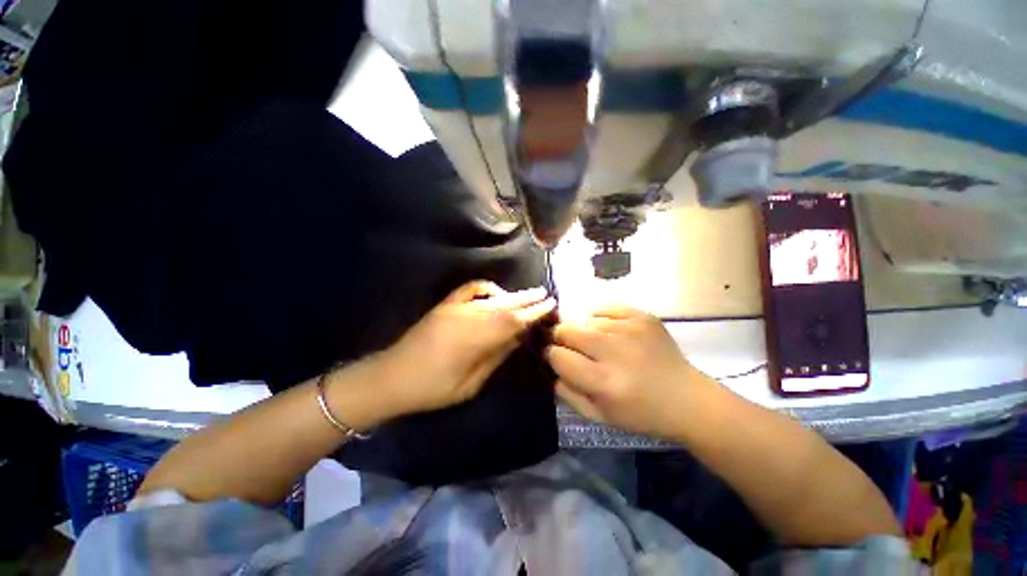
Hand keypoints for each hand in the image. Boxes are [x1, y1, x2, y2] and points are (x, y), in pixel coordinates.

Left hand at [378, 281, 555, 415]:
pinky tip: (496, 292)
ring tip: (530, 293)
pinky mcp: (444, 305)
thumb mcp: (470, 383)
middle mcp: (468, 317)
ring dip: (512, 294)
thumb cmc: (432, 389)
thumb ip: (495, 357)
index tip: (549, 305)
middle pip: (505, 305)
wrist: (391, 377)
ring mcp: (455, 308)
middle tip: (546, 294)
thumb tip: (517, 338)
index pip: (513, 321)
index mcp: (476, 339)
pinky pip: (469, 290)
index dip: (533, 312)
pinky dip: (486, 288)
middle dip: (527, 299)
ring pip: (492, 298)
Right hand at [547, 306, 707, 437]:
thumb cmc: (641, 413)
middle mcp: (615, 351)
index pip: (558, 355)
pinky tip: (613, 333)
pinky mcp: (642, 317)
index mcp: (603, 382)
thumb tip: (551, 365)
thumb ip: (567, 392)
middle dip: (562, 338)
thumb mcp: (599, 416)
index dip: (553, 356)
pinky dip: (602, 320)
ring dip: (586, 332)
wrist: (687, 398)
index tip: (558, 358)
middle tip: (574, 348)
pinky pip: (604, 308)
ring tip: (601, 345)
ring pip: (585, 319)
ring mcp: (630, 329)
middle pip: (567, 329)